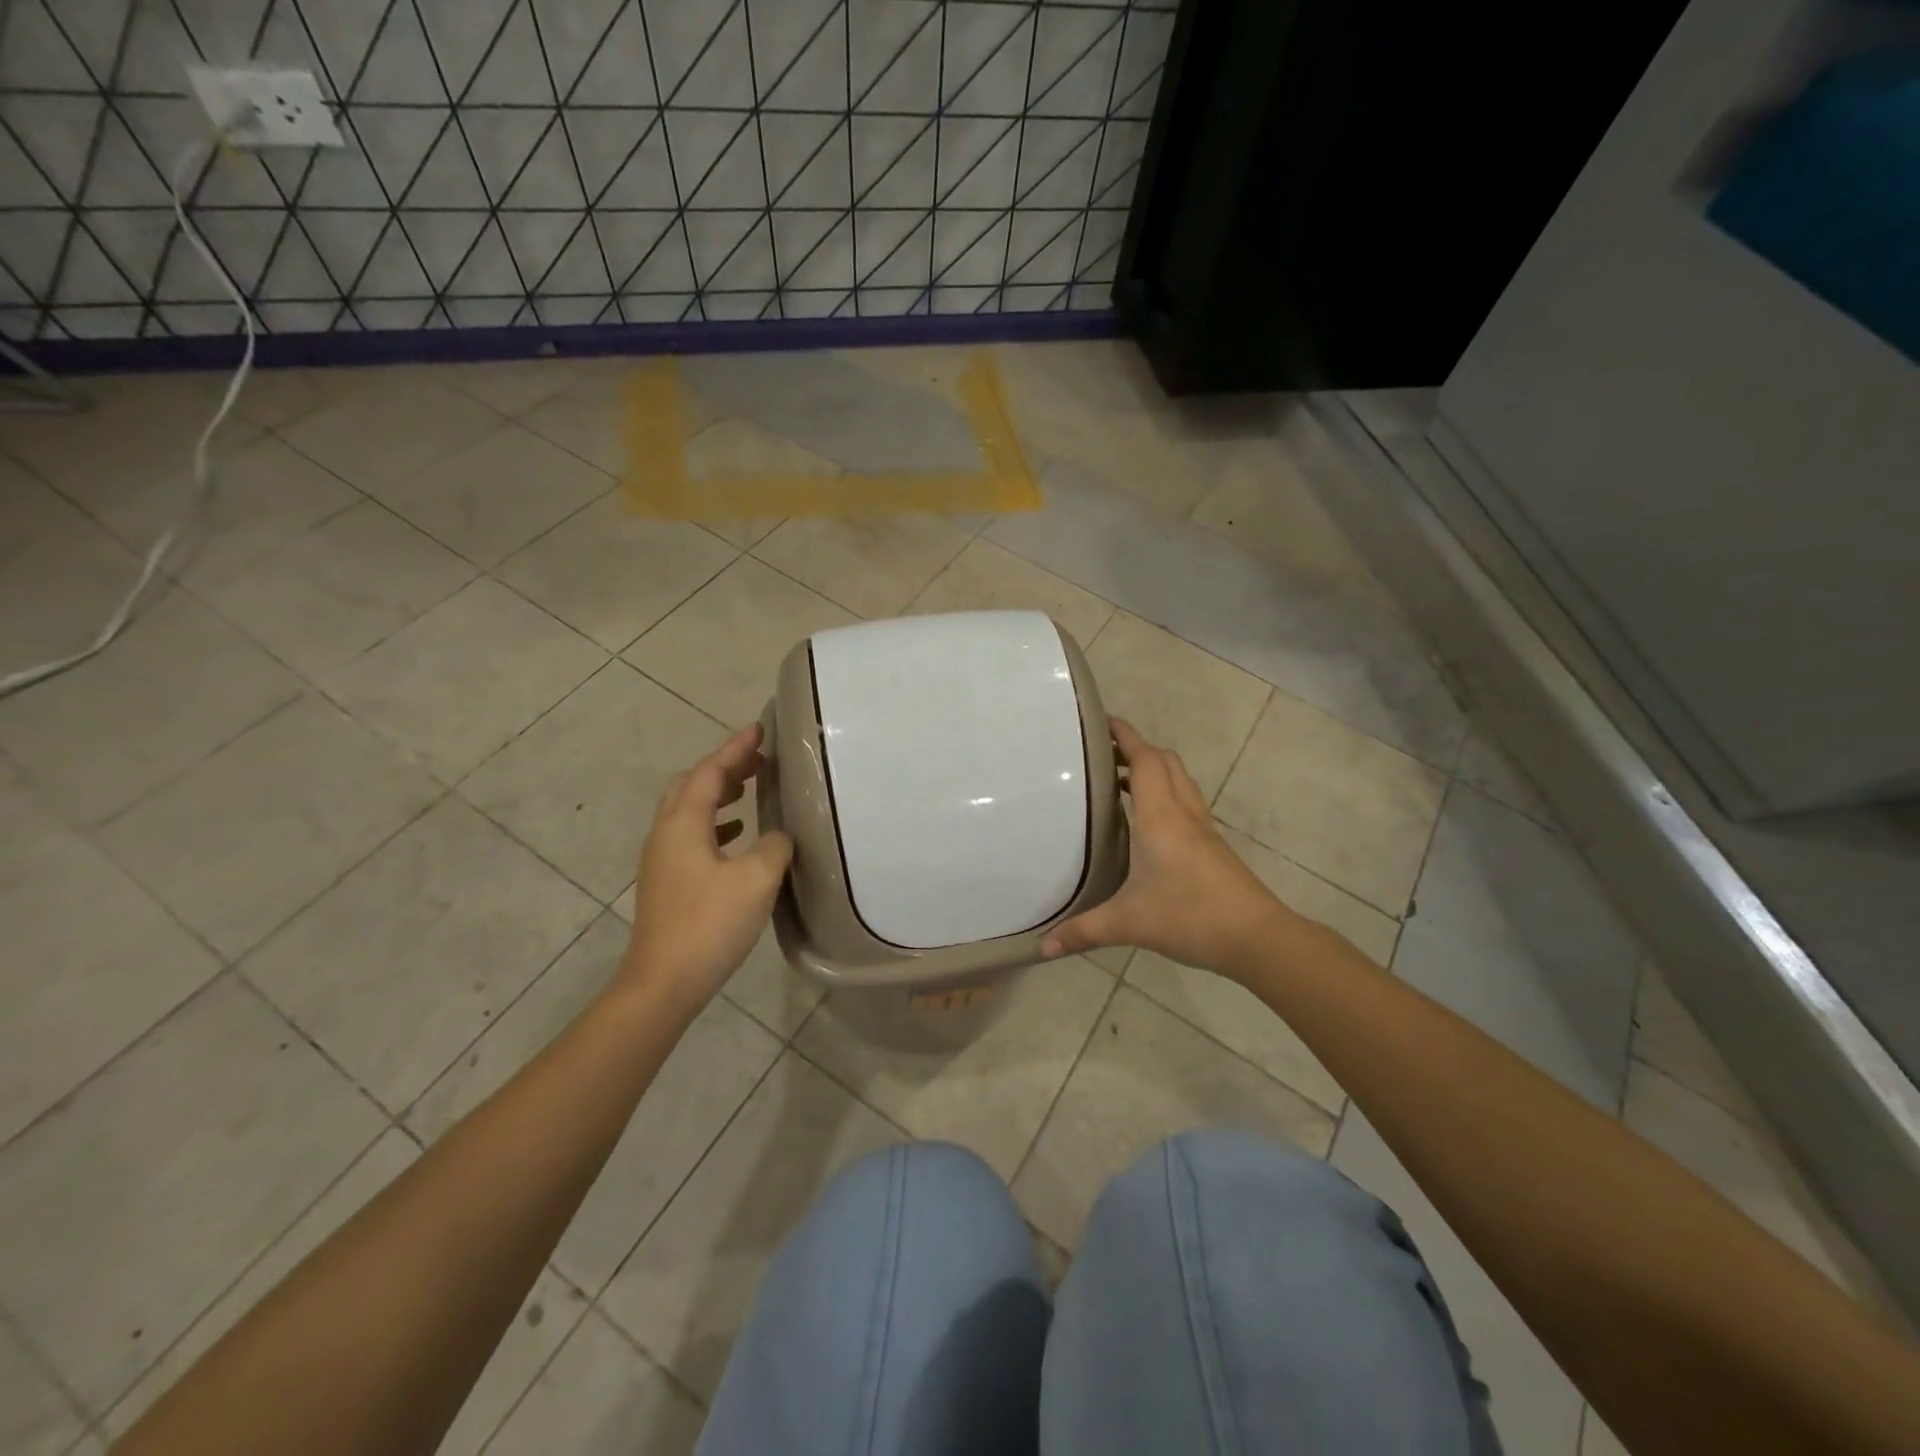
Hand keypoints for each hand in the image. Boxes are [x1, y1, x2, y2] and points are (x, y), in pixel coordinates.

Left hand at [622, 724, 793, 1011]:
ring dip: (718, 794)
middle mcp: (665, 833)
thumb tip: (779, 835)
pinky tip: (736, 837)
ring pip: (687, 810)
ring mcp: (661, 859)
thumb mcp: (757, 879)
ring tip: (750, 790)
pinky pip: (689, 835)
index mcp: (683, 823)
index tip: (760, 729)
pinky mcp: (666, 882)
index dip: (736, 748)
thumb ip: (775, 845)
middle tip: (758, 760)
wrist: (663, 983)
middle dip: (724, 767)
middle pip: (691, 784)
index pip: (710, 771)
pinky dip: (714, 823)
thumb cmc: (709, 923)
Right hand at [1042, 719, 1294, 976]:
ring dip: (1153, 770)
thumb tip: (1043, 948)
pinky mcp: (1212, 846)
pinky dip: (1165, 795)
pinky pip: (1186, 803)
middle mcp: (1183, 812)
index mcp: (1160, 816)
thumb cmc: (1190, 916)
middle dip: (1136, 748)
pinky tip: (1147, 822)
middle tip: (1103, 754)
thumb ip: (1083, 931)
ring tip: (1119, 782)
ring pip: (1179, 780)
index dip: (1125, 734)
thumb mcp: (1128, 923)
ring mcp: (1202, 828)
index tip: (1101, 720)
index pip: (1144, 759)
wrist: (1256, 937)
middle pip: (1164, 761)